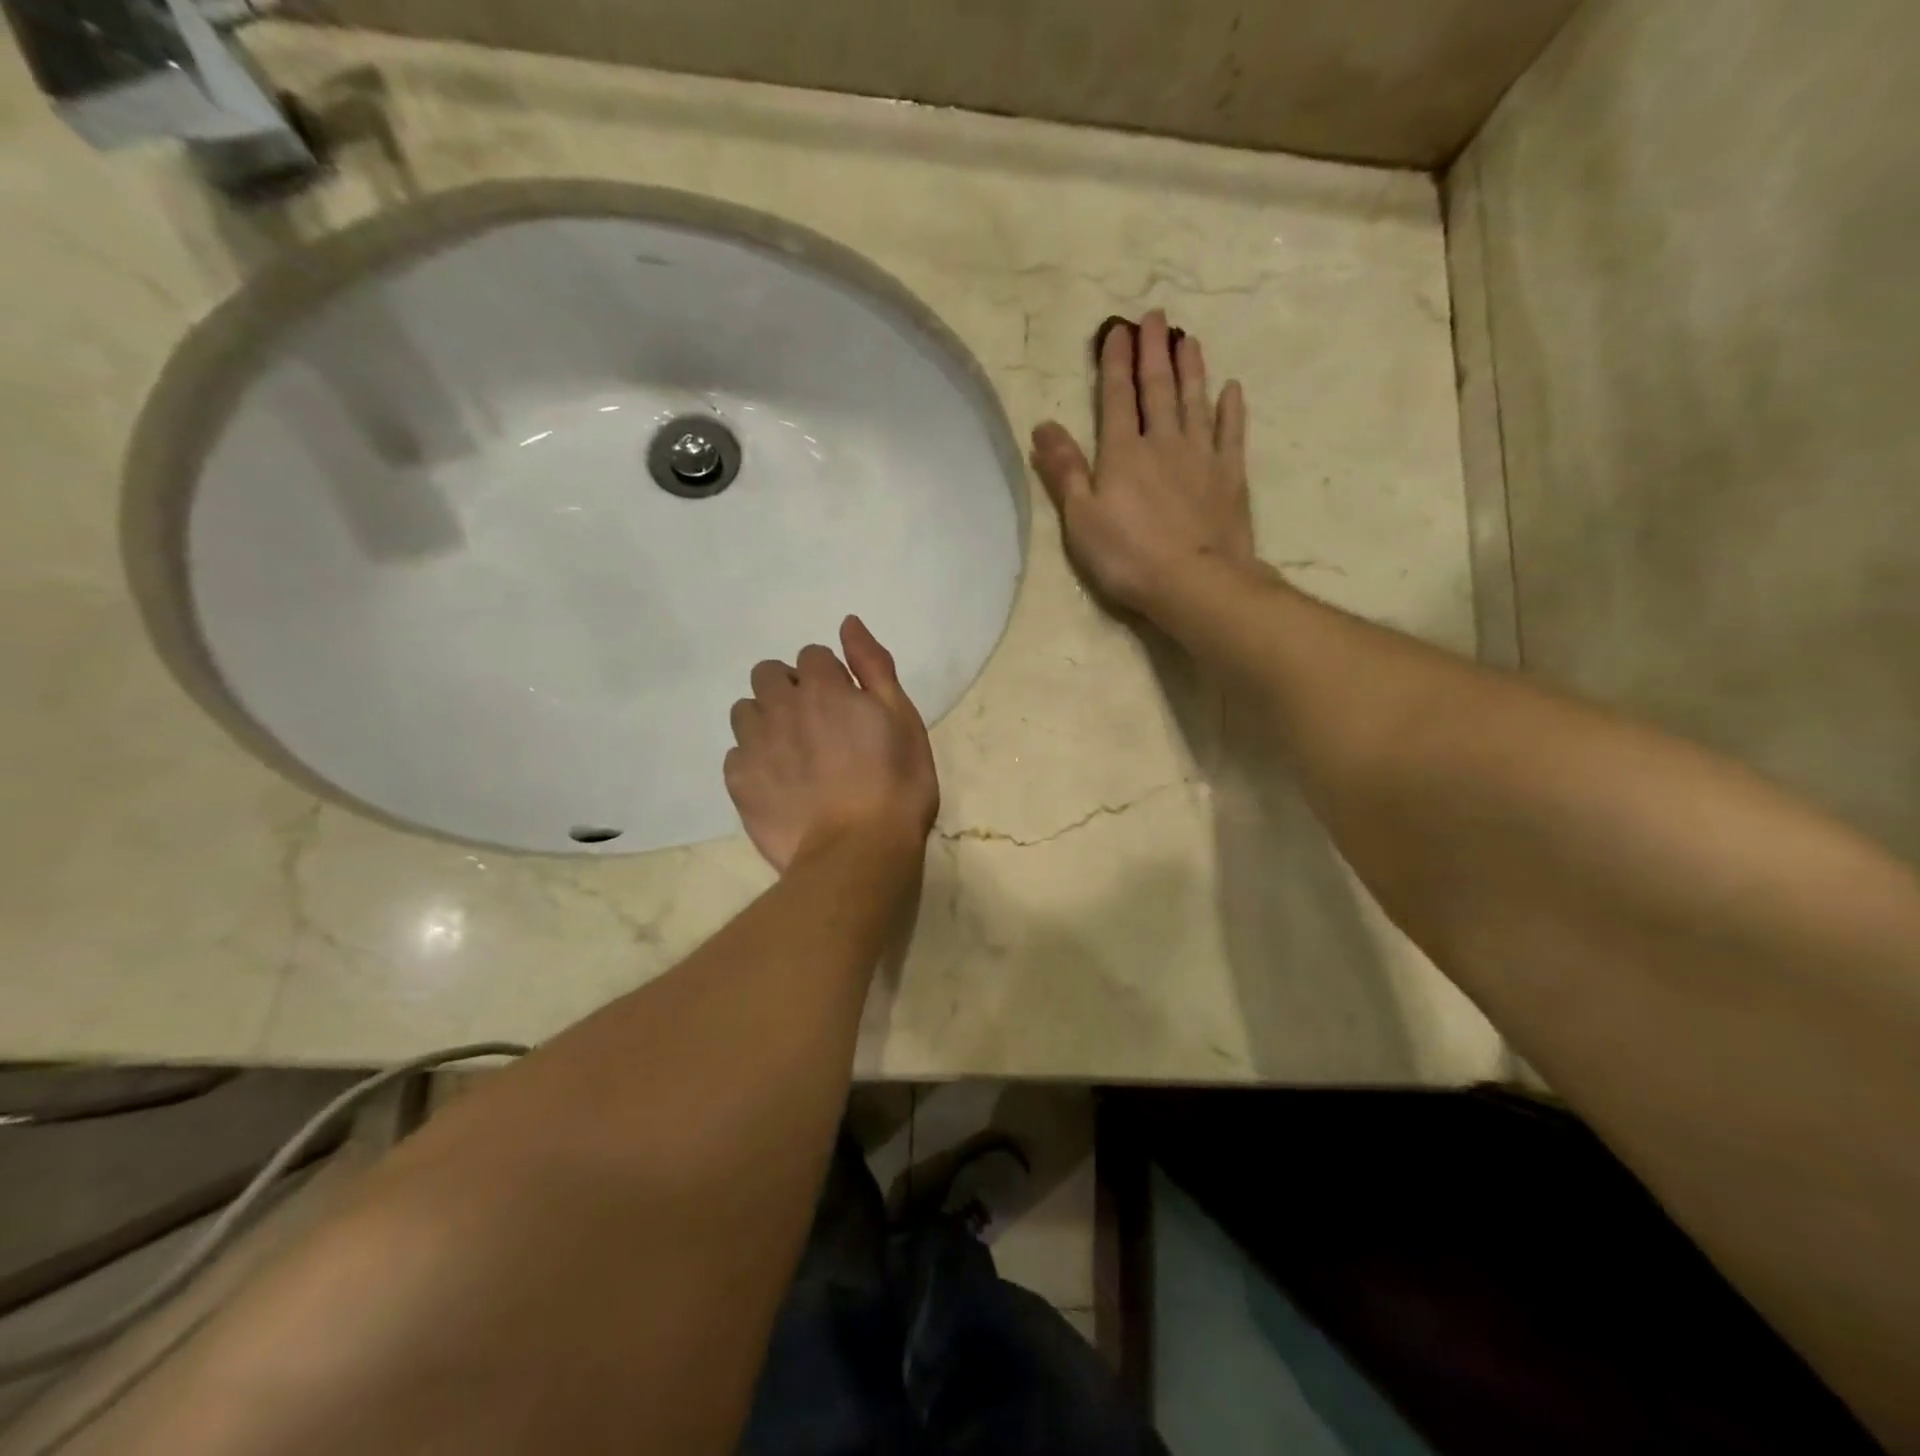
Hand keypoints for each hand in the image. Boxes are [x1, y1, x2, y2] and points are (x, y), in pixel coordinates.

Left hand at [725, 616, 938, 872]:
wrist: (858, 852)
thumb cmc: (896, 785)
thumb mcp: (903, 720)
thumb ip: (874, 667)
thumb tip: (848, 623)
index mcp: (825, 688)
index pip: (812, 656)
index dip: (830, 677)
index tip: (846, 706)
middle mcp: (781, 707)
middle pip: (768, 674)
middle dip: (788, 689)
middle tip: (816, 725)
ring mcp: (755, 745)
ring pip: (745, 711)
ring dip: (766, 720)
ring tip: (793, 754)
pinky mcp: (739, 781)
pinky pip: (736, 754)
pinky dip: (754, 760)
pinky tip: (778, 785)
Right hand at [1030, 310, 1253, 615]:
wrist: (1195, 582)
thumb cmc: (1128, 556)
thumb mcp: (1081, 518)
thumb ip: (1064, 470)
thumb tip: (1042, 426)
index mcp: (1123, 454)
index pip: (1117, 398)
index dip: (1116, 362)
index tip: (1118, 329)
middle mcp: (1163, 443)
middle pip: (1158, 389)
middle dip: (1154, 351)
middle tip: (1156, 316)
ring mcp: (1202, 457)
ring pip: (1195, 401)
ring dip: (1191, 369)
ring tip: (1188, 339)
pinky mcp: (1230, 477)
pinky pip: (1231, 433)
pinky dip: (1231, 409)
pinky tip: (1231, 389)